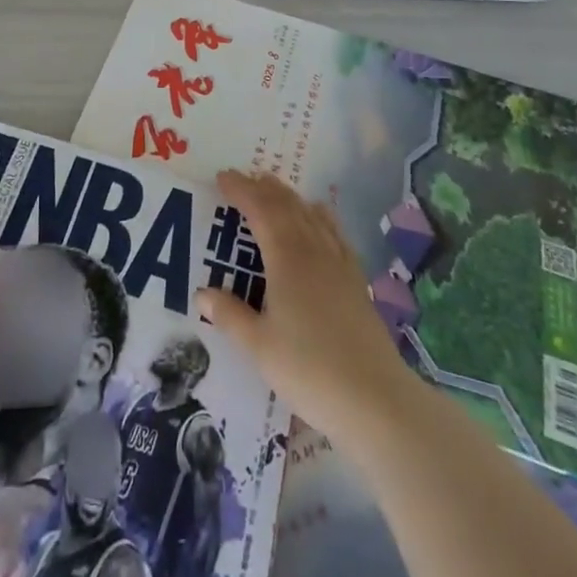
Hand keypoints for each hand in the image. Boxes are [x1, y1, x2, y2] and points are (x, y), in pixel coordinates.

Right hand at [197, 169, 409, 441]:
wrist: (375, 400)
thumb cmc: (309, 370)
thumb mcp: (259, 347)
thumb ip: (230, 315)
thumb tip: (201, 292)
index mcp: (287, 259)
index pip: (260, 211)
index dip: (241, 190)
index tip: (222, 176)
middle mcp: (314, 251)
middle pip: (288, 206)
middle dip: (264, 188)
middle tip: (244, 177)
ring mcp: (339, 264)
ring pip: (312, 215)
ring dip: (290, 197)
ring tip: (275, 188)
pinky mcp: (356, 281)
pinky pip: (335, 233)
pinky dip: (320, 216)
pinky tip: (320, 217)